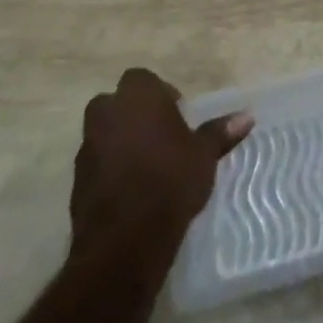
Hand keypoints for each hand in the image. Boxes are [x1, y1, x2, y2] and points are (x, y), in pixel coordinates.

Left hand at [70, 68, 252, 251]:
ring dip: (117, 142)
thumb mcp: (203, 155)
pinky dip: (107, 170)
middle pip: (113, 103)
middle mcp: (107, 116)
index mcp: (138, 98)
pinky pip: (94, 166)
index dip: (158, 93)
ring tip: (143, 164)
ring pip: (101, 134)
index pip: (141, 79)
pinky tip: (128, 190)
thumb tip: (247, 116)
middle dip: (130, 114)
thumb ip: (220, 132)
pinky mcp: (75, 185)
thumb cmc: (170, 182)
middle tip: (156, 134)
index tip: (175, 114)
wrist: (124, 243)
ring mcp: (87, 150)